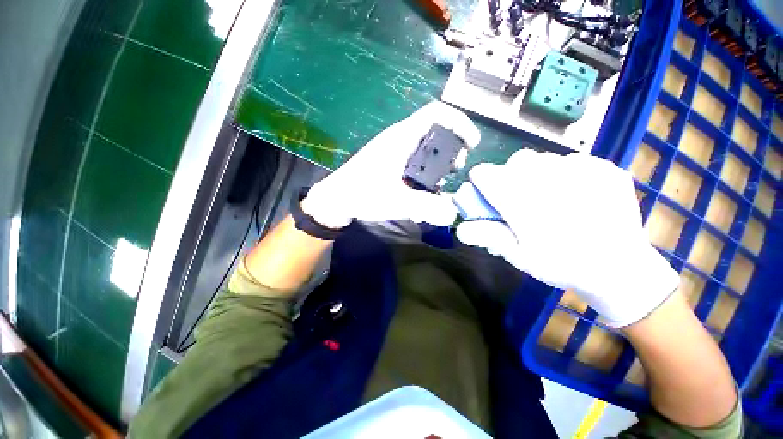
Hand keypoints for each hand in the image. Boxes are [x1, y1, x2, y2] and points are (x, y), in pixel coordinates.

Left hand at [302, 102, 480, 227]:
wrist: (336, 200)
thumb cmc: (361, 194)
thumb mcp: (396, 201)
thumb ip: (425, 207)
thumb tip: (453, 214)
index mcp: (402, 138)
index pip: (437, 113)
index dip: (459, 122)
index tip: (472, 144)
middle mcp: (400, 140)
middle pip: (436, 131)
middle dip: (452, 148)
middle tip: (455, 170)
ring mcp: (395, 152)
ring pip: (427, 148)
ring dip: (440, 163)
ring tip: (441, 185)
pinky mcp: (392, 164)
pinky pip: (416, 161)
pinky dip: (427, 173)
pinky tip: (425, 191)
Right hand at [456, 149, 678, 326]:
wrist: (621, 270)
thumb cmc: (561, 265)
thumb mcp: (517, 256)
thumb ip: (487, 235)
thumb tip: (460, 227)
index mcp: (522, 201)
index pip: (485, 174)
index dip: (481, 183)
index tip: (486, 194)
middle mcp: (549, 179)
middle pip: (515, 162)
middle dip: (509, 177)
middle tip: (518, 198)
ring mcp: (582, 170)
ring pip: (542, 158)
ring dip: (535, 173)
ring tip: (546, 196)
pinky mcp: (605, 168)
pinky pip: (572, 160)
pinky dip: (564, 173)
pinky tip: (573, 194)